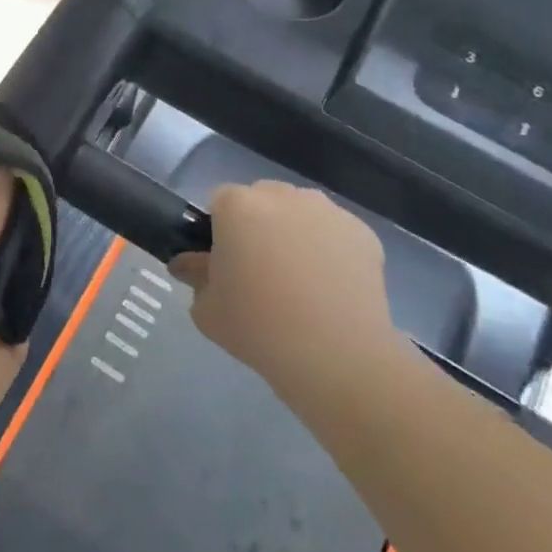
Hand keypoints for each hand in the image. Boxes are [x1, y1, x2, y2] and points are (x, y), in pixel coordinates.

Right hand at [171, 181, 408, 423]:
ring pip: (300, 213)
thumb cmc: (258, 327)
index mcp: (237, 206)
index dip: (219, 230)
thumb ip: (194, 276)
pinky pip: (334, 233)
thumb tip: (189, 265)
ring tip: (300, 280)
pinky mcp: (363, 233)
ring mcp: (327, 211)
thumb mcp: (206, 309)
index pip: (219, 201)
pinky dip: (329, 250)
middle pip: (262, 199)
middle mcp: (283, 196)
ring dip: (294, 233)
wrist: (336, 356)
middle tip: (259, 270)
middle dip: (258, 225)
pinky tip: (329, 288)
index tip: (224, 261)